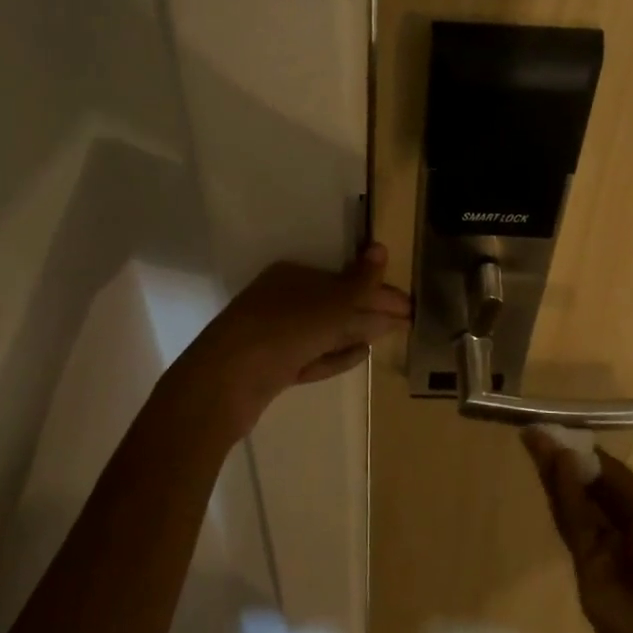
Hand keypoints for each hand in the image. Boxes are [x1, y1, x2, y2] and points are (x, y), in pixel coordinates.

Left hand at [171, 245, 411, 440]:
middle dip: (372, 312)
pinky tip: (360, 355)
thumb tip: (382, 250)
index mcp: (293, 276)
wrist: (223, 383)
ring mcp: (276, 335)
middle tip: (407, 322)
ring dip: (357, 332)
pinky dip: (337, 355)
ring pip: (326, 331)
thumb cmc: (282, 331)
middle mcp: (283, 300)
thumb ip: (360, 283)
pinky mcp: (274, 367)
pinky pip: (314, 356)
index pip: (345, 280)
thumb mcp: (329, 305)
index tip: (409, 306)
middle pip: (337, 304)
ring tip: (388, 334)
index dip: (379, 291)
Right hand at [522, 431, 632, 632]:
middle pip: (584, 487)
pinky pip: (573, 527)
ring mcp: (600, 550)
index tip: (558, 427)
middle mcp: (619, 527)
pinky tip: (556, 467)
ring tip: (536, 440)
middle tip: (536, 430)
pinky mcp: (583, 569)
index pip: (606, 474)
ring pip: (572, 505)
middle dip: (562, 458)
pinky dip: (564, 497)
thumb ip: (612, 482)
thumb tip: (573, 452)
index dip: (583, 451)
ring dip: (555, 473)